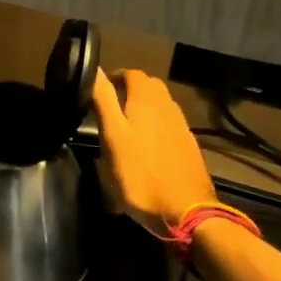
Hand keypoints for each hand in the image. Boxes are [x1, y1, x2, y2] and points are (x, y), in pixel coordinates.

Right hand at [92, 69, 217, 231]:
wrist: (186, 212)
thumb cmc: (140, 175)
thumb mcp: (113, 137)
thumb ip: (103, 101)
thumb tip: (92, 68)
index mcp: (147, 101)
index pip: (131, 73)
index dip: (113, 77)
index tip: (97, 91)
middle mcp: (167, 106)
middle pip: (149, 86)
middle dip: (129, 89)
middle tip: (109, 106)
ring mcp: (181, 126)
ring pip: (160, 104)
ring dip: (143, 105)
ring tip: (126, 124)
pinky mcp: (188, 145)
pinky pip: (169, 122)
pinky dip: (155, 123)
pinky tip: (147, 144)